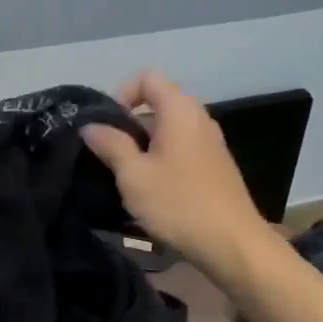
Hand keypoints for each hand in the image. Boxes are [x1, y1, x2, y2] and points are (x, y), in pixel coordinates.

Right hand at [81, 71, 271, 282]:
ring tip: (126, 175)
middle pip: (158, 103)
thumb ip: (111, 144)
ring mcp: (211, 143)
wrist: (231, 243)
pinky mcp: (216, 166)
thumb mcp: (133, 175)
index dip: (122, 93)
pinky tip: (151, 189)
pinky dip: (162, 159)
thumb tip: (90, 125)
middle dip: (129, 124)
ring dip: (144, 145)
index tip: (106, 125)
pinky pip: (182, 149)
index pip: (148, 78)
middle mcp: (199, 118)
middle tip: (108, 153)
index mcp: (180, 110)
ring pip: (169, 130)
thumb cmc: (178, 203)